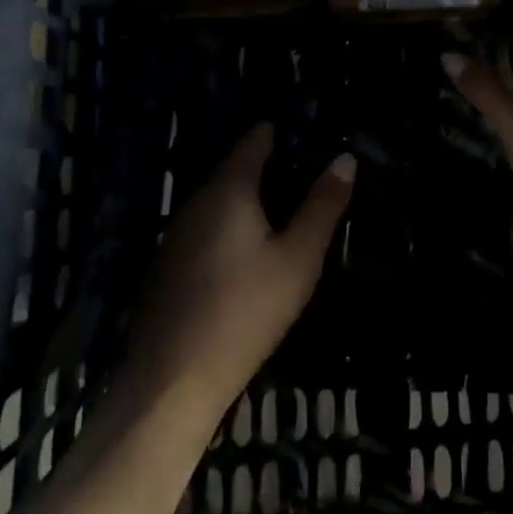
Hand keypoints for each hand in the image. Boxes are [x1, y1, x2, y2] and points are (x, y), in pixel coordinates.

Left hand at [124, 124, 354, 419]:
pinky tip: (248, 248)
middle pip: (235, 168)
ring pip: (218, 199)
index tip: (309, 134)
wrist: (172, 380)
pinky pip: (205, 226)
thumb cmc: (246, 311)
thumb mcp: (298, 258)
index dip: (281, 133)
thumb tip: (345, 158)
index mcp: (228, 189)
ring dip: (249, 197)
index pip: (255, 141)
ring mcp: (176, 233)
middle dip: (269, 166)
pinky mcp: (167, 264)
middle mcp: (196, 201)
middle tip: (308, 173)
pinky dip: (229, 223)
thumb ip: (322, 205)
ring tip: (285, 207)